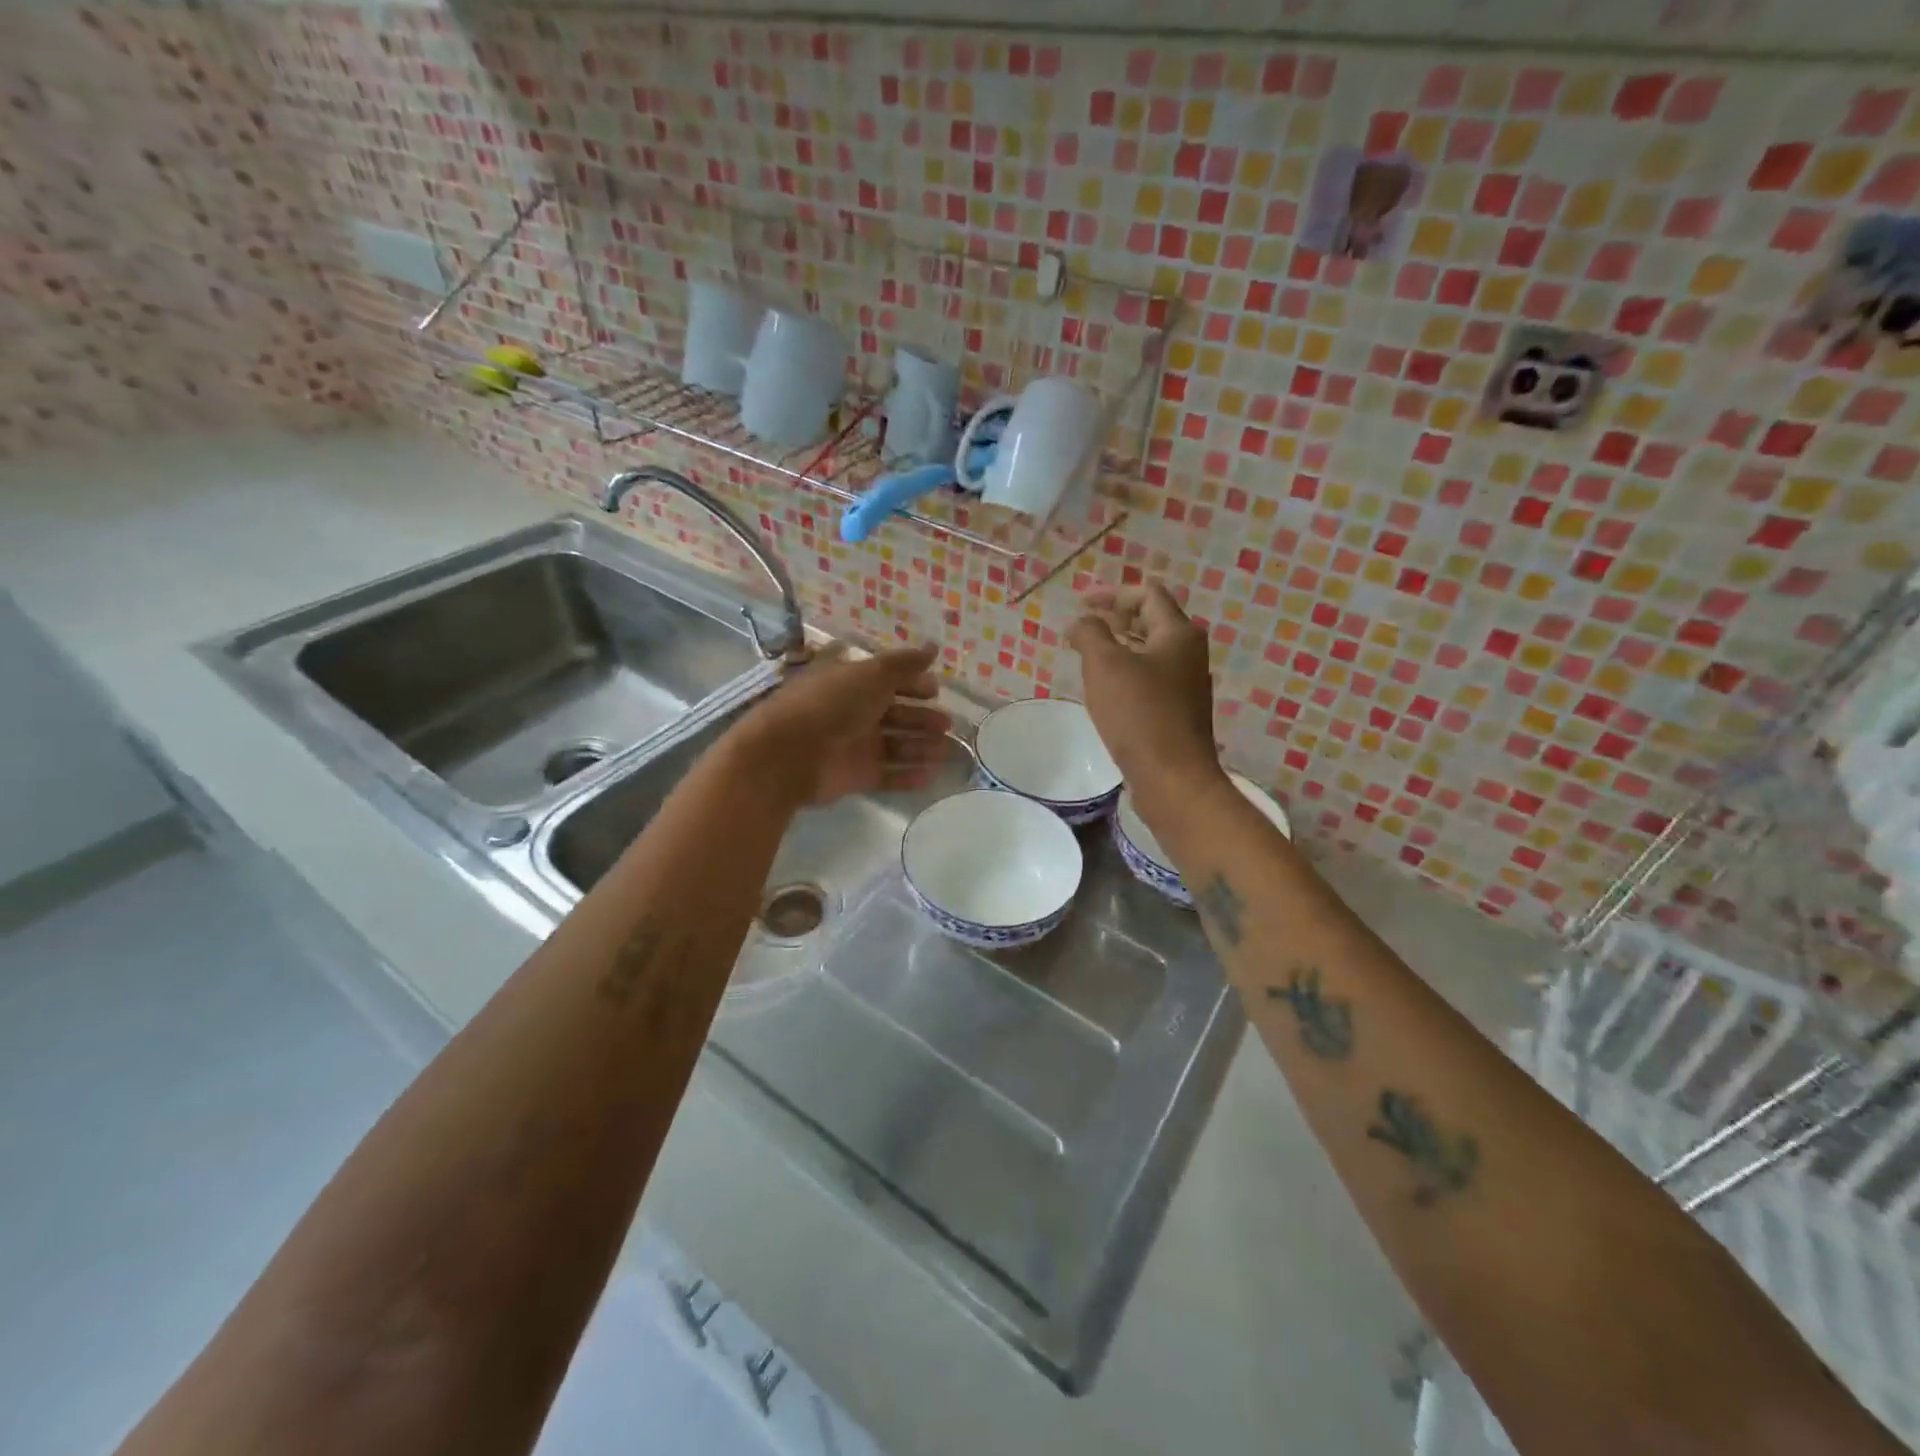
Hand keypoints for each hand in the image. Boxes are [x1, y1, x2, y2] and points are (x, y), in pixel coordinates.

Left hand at [737, 642, 952, 805]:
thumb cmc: (831, 704)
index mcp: (850, 681)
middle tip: (947, 724)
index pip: (886, 679)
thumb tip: (934, 647)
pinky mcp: (854, 776)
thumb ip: (905, 663)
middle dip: (922, 718)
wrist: (789, 754)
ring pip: (895, 745)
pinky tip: (931, 776)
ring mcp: (853, 745)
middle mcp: (852, 712)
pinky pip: (887, 775)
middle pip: (894, 714)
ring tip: (947, 752)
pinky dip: (908, 775)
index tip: (936, 691)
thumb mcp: (871, 674)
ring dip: (921, 747)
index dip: (912, 683)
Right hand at [1068, 582, 1223, 805]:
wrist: (1172, 777)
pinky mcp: (1179, 708)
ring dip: (1119, 645)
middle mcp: (1189, 652)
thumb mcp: (1105, 666)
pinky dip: (1127, 670)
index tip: (1080, 604)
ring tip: (1087, 654)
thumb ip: (1090, 633)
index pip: (1147, 593)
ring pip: (1150, 649)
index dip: (1111, 592)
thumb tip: (1081, 621)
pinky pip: (1150, 676)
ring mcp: (1187, 682)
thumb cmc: (1139, 714)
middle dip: (1115, 617)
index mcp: (1178, 633)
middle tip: (1082, 627)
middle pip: (1151, 619)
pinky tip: (1105, 687)